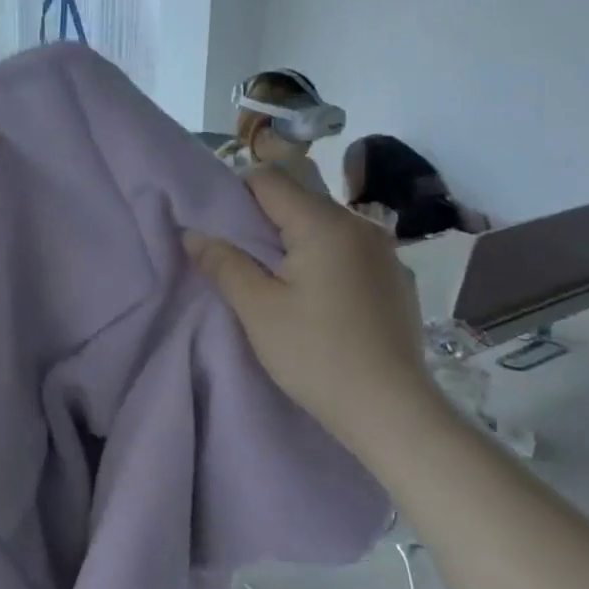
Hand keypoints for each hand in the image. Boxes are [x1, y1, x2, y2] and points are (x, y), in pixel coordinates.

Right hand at [184, 167, 439, 449]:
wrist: (390, 410)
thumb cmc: (315, 354)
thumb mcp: (257, 309)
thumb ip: (223, 263)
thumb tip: (192, 233)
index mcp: (325, 224)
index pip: (271, 179)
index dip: (236, 195)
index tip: (221, 231)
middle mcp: (360, 226)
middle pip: (300, 200)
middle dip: (264, 221)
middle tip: (241, 261)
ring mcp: (385, 252)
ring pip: (325, 227)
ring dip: (295, 243)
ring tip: (278, 284)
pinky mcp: (396, 279)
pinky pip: (349, 252)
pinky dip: (325, 261)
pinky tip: (318, 302)